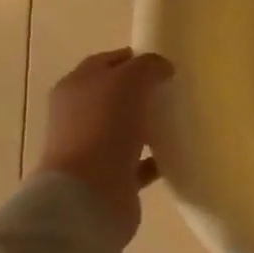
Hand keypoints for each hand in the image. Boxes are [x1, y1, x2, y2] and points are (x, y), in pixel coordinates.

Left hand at [37, 47, 173, 233]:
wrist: (89, 193)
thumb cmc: (104, 126)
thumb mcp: (129, 81)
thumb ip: (148, 66)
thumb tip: (162, 67)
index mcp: (75, 87)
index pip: (104, 63)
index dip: (132, 58)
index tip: (162, 63)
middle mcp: (78, 116)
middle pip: (113, 96)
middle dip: (140, 91)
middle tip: (173, 89)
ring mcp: (92, 148)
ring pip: (125, 129)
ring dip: (148, 124)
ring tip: (178, 120)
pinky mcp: (110, 178)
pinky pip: (138, 162)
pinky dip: (155, 158)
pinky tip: (177, 153)